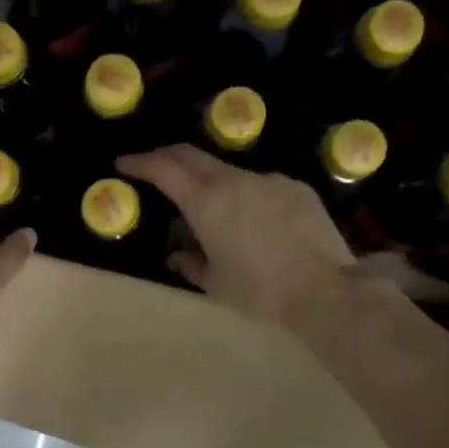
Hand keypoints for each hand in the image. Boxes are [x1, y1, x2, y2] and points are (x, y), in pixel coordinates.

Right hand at [115, 145, 355, 329]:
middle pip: (192, 155)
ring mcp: (269, 180)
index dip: (140, 162)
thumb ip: (190, 263)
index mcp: (207, 203)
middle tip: (153, 166)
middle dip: (167, 157)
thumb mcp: (216, 284)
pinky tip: (255, 220)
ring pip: (229, 171)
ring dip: (210, 180)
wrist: (325, 291)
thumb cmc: (260, 292)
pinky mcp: (296, 187)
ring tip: (210, 206)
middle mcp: (235, 181)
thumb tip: (177, 255)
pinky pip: (261, 184)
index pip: (164, 169)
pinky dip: (246, 195)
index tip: (123, 163)